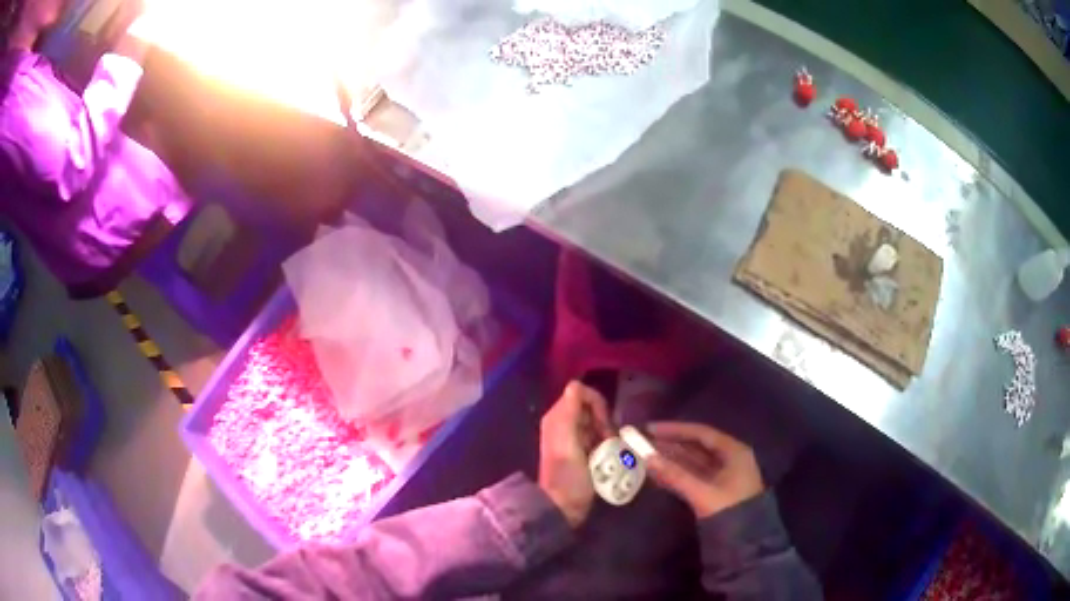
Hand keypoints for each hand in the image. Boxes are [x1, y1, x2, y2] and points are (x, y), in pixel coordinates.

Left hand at [538, 382, 613, 527]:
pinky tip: (609, 458)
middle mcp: (564, 424)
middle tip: (608, 441)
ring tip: (609, 452)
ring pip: (598, 423)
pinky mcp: (583, 452)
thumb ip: (569, 413)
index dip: (597, 405)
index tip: (604, 426)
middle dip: (604, 421)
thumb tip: (576, 385)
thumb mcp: (567, 444)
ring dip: (608, 433)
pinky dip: (607, 443)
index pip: (580, 393)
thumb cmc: (567, 477)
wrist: (563, 507)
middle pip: (591, 407)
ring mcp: (574, 438)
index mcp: (557, 418)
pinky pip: (599, 438)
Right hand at [645, 422, 762, 518]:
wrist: (747, 541)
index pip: (701, 433)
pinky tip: (658, 475)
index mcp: (734, 452)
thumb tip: (647, 458)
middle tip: (644, 443)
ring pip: (693, 462)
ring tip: (645, 458)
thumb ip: (674, 475)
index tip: (651, 429)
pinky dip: (677, 474)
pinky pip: (694, 476)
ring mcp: (724, 476)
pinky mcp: (716, 491)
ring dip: (671, 460)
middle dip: (671, 445)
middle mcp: (730, 459)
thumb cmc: (729, 510)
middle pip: (697, 447)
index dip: (675, 430)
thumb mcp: (702, 492)